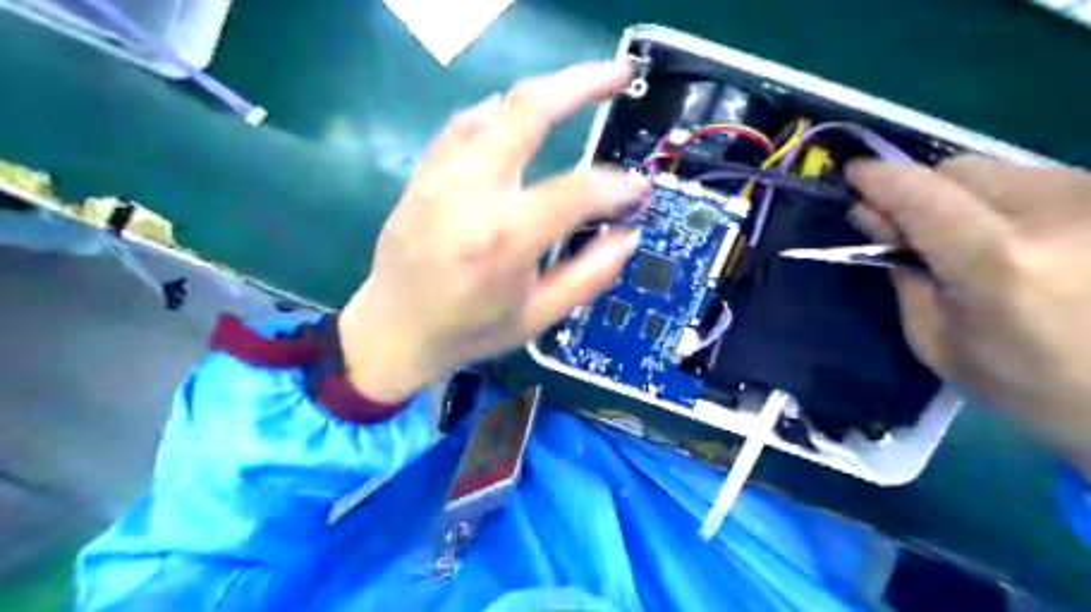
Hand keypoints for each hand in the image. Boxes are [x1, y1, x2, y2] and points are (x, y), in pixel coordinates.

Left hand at [339, 62, 645, 407]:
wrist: (393, 331)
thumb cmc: (469, 330)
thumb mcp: (538, 317)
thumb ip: (590, 276)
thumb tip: (629, 236)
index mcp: (505, 238)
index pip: (577, 191)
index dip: (617, 186)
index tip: (637, 190)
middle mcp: (471, 193)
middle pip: (528, 111)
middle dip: (581, 84)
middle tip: (617, 76)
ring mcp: (440, 176)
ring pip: (495, 108)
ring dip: (542, 94)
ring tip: (577, 91)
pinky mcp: (423, 174)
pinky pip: (464, 126)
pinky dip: (498, 113)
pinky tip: (516, 119)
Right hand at [852, 155, 1089, 470]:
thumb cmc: (1033, 388)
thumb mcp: (938, 343)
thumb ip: (903, 276)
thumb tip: (874, 222)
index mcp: (999, 262)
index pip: (922, 195)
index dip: (880, 179)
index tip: (852, 176)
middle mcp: (1055, 214)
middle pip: (959, 169)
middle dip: (921, 193)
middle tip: (907, 230)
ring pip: (999, 170)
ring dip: (963, 198)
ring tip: (968, 243)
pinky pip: (1035, 182)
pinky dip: (1003, 203)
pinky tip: (1015, 242)